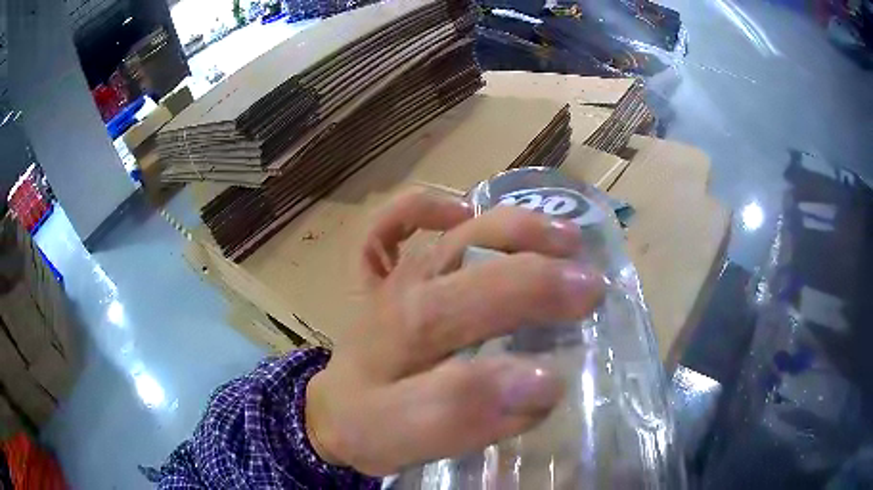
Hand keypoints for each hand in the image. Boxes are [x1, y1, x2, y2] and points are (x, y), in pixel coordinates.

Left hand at [306, 189, 603, 475]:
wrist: (333, 412)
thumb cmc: (371, 428)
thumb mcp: (407, 440)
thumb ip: (461, 416)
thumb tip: (540, 386)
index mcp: (408, 333)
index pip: (477, 306)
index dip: (537, 305)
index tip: (590, 315)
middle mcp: (406, 291)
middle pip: (474, 259)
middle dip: (540, 268)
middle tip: (592, 286)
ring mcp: (394, 277)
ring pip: (454, 232)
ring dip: (512, 227)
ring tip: (564, 238)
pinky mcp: (381, 275)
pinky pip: (389, 226)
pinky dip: (421, 208)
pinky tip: (461, 210)